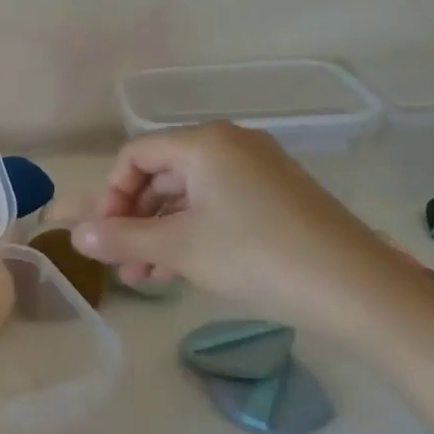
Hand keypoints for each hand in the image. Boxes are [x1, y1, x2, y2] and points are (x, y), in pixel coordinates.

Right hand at [70, 122, 410, 330]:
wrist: (358, 290)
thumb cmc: (257, 256)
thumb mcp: (180, 248)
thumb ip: (122, 238)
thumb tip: (75, 236)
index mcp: (205, 143)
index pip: (135, 156)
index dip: (110, 194)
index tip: (104, 236)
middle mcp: (231, 146)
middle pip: (161, 175)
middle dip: (133, 220)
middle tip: (118, 260)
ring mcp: (258, 172)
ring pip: (189, 197)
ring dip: (159, 234)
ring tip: (141, 277)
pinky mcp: (278, 200)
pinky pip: (218, 208)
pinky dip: (192, 235)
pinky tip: (175, 272)